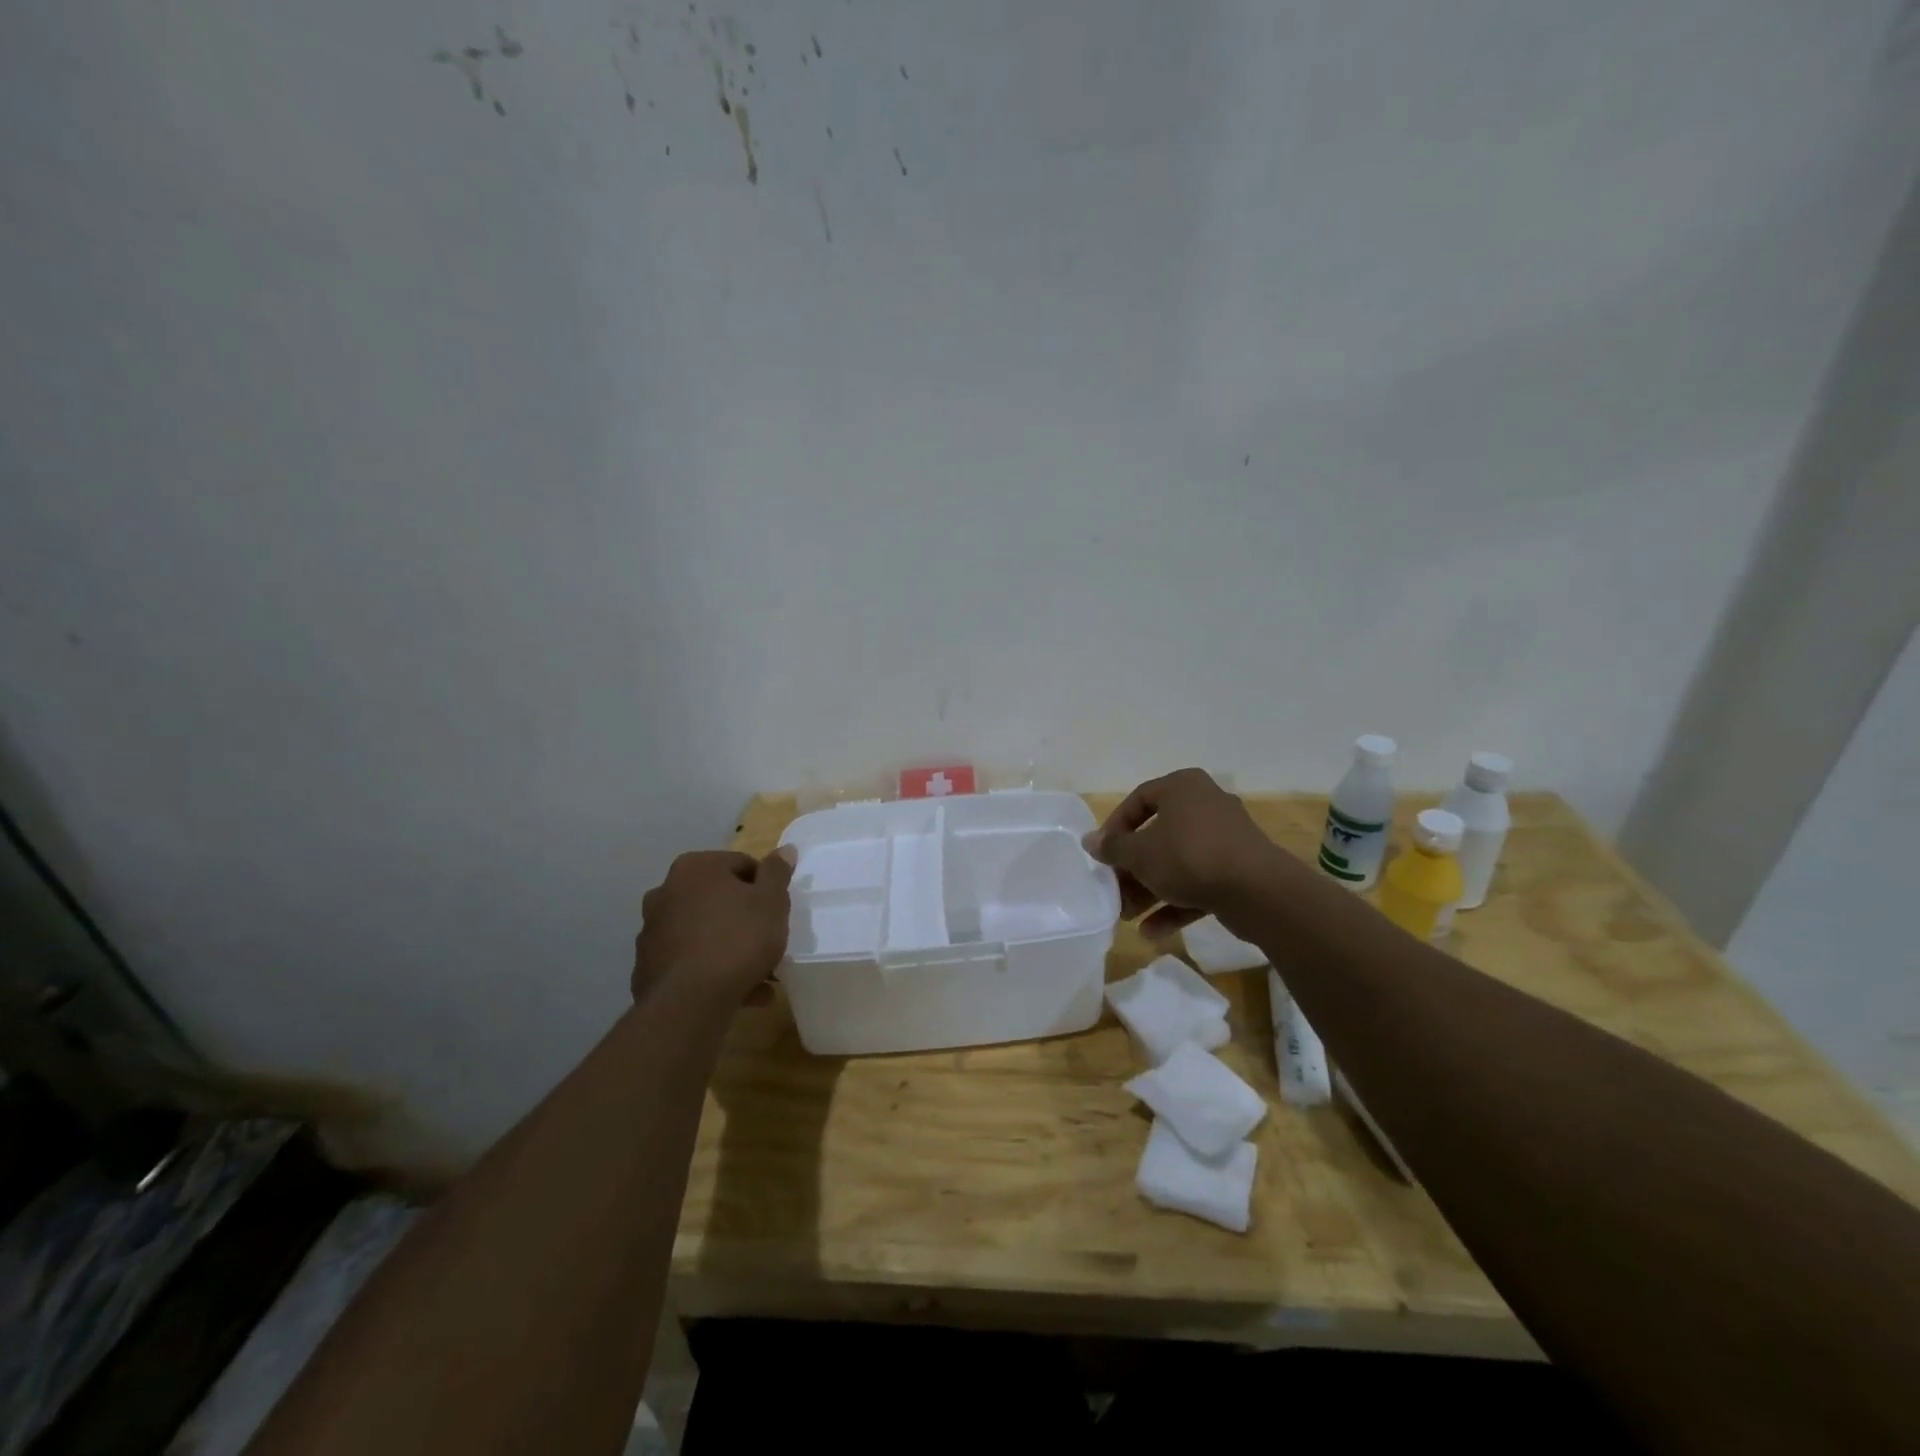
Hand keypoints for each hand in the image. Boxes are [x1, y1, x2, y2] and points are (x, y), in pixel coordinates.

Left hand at [633, 848, 794, 1006]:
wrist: (689, 1001)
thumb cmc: (738, 939)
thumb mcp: (771, 901)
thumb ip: (777, 872)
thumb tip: (784, 849)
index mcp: (694, 868)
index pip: (741, 865)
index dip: (766, 887)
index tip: (778, 912)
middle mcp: (665, 892)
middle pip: (719, 899)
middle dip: (745, 919)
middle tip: (769, 942)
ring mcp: (652, 930)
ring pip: (704, 932)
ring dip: (729, 948)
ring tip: (760, 976)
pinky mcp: (647, 966)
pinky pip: (690, 961)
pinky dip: (711, 970)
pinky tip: (738, 993)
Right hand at [1083, 769, 1281, 938]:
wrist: (1258, 891)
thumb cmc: (1189, 857)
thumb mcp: (1140, 853)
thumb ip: (1113, 848)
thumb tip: (1088, 841)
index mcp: (1183, 787)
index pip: (1138, 800)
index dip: (1115, 828)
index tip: (1102, 854)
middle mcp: (1206, 805)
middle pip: (1158, 835)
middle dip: (1133, 868)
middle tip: (1115, 890)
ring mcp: (1226, 839)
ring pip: (1178, 862)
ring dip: (1151, 889)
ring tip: (1128, 916)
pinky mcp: (1239, 870)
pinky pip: (1200, 882)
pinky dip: (1177, 903)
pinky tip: (1153, 932)